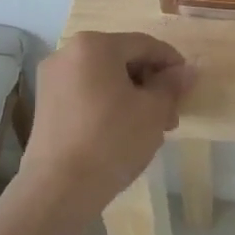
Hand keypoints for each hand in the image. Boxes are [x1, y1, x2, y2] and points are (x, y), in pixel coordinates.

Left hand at [24, 32, 193, 216]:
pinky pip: (86, 93)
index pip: (144, 44)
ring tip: (151, 128)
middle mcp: (68, 53)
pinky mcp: (45, 104)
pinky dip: (108, 104)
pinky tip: (124, 131)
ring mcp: (52, 79)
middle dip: (151, 84)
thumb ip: (172, 85)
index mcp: (94, 45)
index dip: (172, 62)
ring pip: (105, 78)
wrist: (58, 189)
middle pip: (123, 60)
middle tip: (171, 115)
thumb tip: (187, 71)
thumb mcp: (153, 111)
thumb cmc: (111, 140)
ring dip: (132, 96)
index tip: (189, 85)